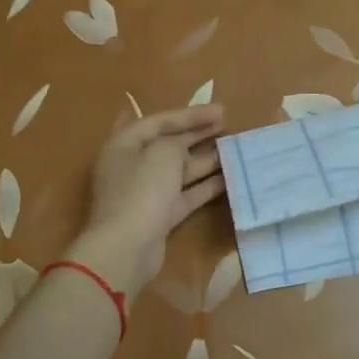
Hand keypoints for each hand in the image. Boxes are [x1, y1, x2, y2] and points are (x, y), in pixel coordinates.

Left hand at [71, 104, 226, 297]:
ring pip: (180, 170)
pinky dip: (205, 186)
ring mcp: (146, 192)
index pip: (160, 122)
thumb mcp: (163, 154)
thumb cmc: (142, 191)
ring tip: (234, 150)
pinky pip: (186, 194)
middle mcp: (133, 166)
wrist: (127, 248)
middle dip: (199, 135)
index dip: (191, 115)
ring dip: (206, 160)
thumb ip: (177, 142)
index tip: (222, 111)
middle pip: (169, 145)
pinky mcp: (160, 215)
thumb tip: (184, 150)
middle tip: (228, 127)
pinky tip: (229, 178)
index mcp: (124, 145)